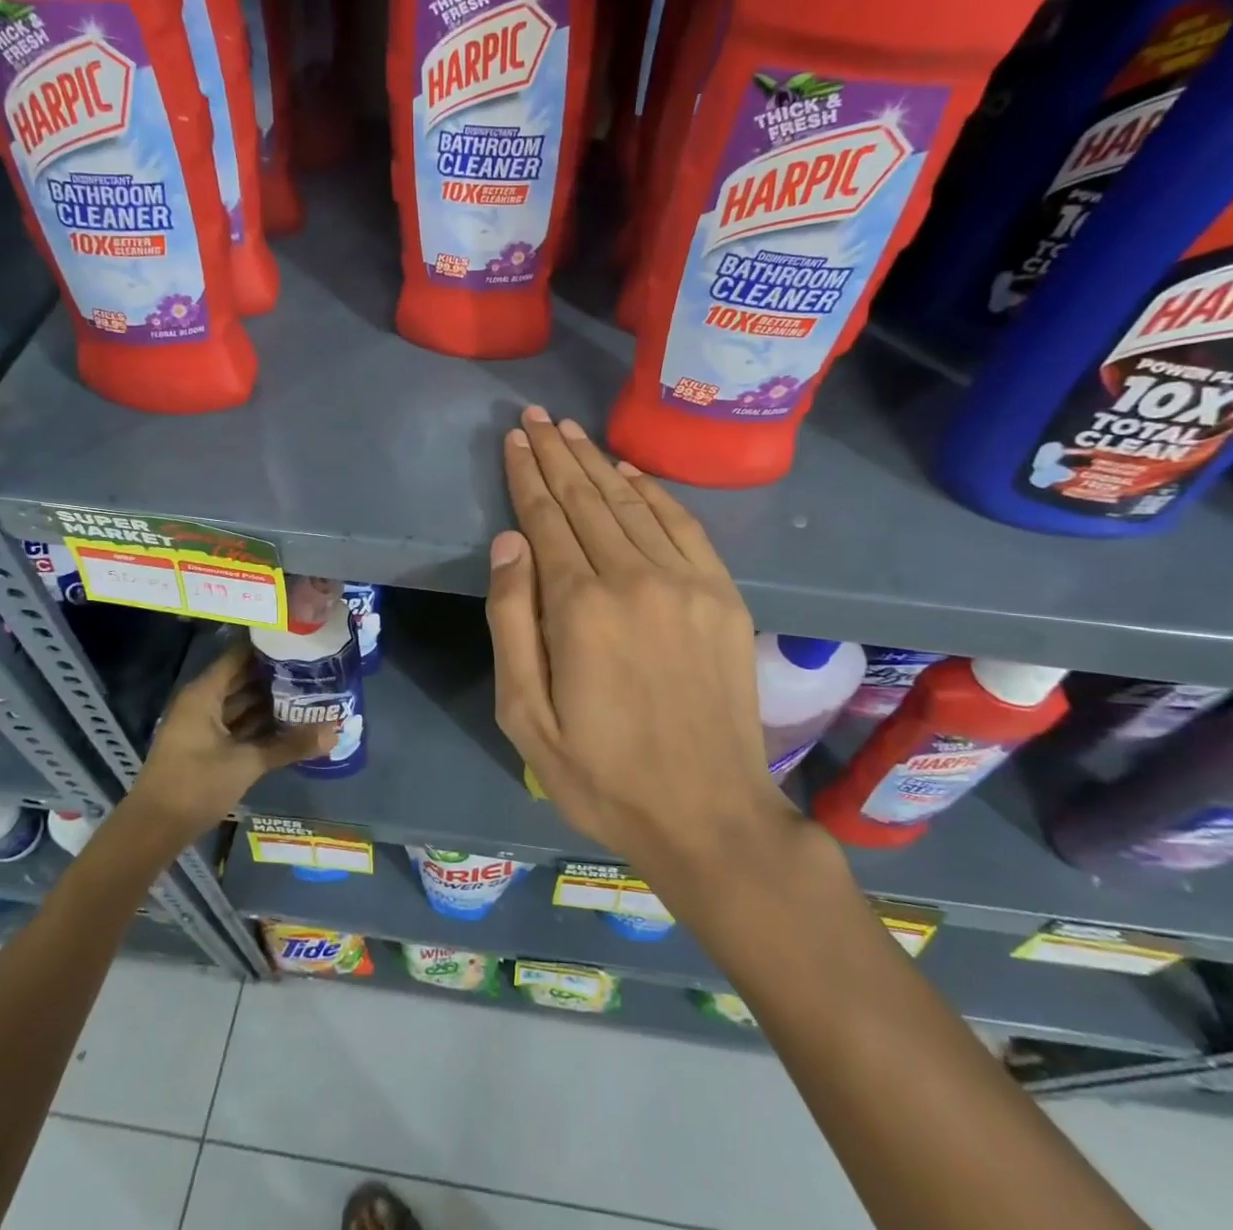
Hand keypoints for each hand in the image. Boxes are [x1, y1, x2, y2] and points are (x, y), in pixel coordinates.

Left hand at [129, 640, 334, 833]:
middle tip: (315, 667)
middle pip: (243, 679)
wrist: (152, 831)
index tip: (300, 641)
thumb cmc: (195, 786)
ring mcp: (203, 726)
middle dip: (276, 676)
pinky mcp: (207, 747)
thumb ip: (290, 746)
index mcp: (204, 694)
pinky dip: (260, 723)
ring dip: (270, 701)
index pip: (240, 656)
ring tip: (310, 692)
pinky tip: (290, 723)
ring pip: (242, 704)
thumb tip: (335, 732)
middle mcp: (202, 703)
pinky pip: (238, 725)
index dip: (268, 648)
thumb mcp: (246, 763)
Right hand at [485, 407, 804, 896]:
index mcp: (580, 608)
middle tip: (535, 416)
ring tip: (570, 431)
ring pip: (631, 504)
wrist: (708, 816)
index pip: (545, 520)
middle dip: (556, 455)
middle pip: (586, 500)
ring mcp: (687, 584)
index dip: (526, 476)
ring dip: (597, 463)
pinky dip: (653, 492)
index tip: (513, 440)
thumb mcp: (525, 715)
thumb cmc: (601, 774)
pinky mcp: (723, 596)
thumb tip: (509, 542)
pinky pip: (683, 526)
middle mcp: (634, 579)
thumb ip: (511, 622)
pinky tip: (630, 472)